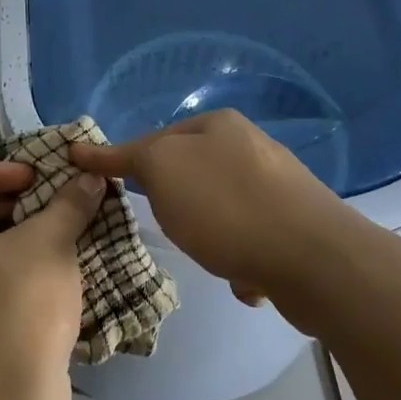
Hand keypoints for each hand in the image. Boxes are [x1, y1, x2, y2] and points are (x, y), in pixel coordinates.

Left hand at [0, 161, 107, 399]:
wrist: (11, 399)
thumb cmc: (21, 305)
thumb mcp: (50, 243)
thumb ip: (67, 204)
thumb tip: (88, 178)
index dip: (2, 172)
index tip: (39, 177)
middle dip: (14, 205)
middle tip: (53, 202)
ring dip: (18, 238)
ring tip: (58, 232)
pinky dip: (13, 269)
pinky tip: (51, 271)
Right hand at [69, 110, 346, 306]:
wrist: (313, 258)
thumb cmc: (226, 208)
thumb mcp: (163, 170)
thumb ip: (131, 157)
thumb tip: (98, 150)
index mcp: (217, 124)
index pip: (152, 139)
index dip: (117, 159)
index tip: (86, 170)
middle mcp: (249, 145)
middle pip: (188, 176)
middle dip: (175, 205)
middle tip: (168, 226)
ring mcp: (277, 184)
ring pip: (218, 210)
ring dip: (209, 236)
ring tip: (214, 256)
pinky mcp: (296, 223)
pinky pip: (248, 238)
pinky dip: (239, 257)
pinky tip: (247, 275)